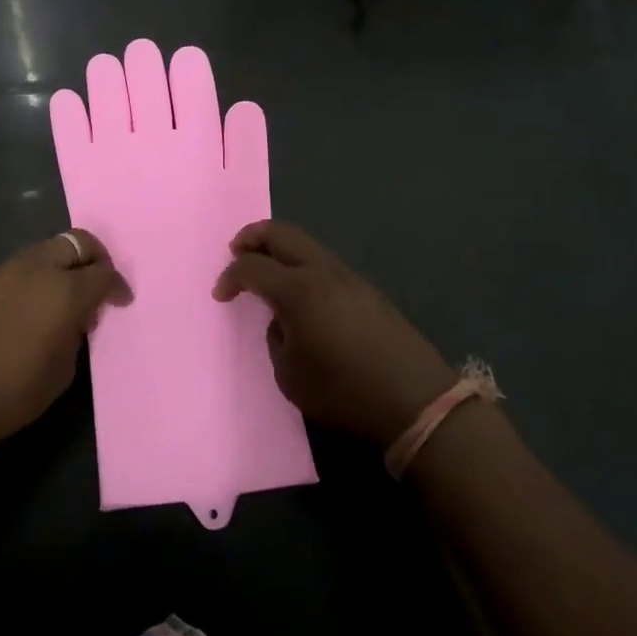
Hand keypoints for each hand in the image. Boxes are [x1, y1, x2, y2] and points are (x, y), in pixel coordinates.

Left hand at [0, 229, 130, 456]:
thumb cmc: (11, 394)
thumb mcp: (62, 371)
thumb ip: (75, 334)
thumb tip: (75, 318)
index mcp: (64, 291)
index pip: (103, 273)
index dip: (117, 286)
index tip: (121, 301)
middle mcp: (36, 269)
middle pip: (76, 242)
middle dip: (94, 258)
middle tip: (98, 283)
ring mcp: (4, 271)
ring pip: (45, 250)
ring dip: (63, 264)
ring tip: (64, 296)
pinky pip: (19, 267)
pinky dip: (35, 277)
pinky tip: (30, 306)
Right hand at [213, 221, 457, 448]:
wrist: (415, 402)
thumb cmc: (343, 392)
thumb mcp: (290, 375)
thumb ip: (276, 338)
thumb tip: (283, 320)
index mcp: (298, 290)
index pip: (252, 267)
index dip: (230, 276)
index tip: (221, 294)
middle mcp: (323, 272)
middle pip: (282, 233)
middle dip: (253, 237)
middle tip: (235, 251)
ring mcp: (350, 278)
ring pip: (307, 245)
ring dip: (280, 250)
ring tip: (266, 271)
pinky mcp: (368, 291)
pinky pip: (325, 264)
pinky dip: (302, 266)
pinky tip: (300, 292)